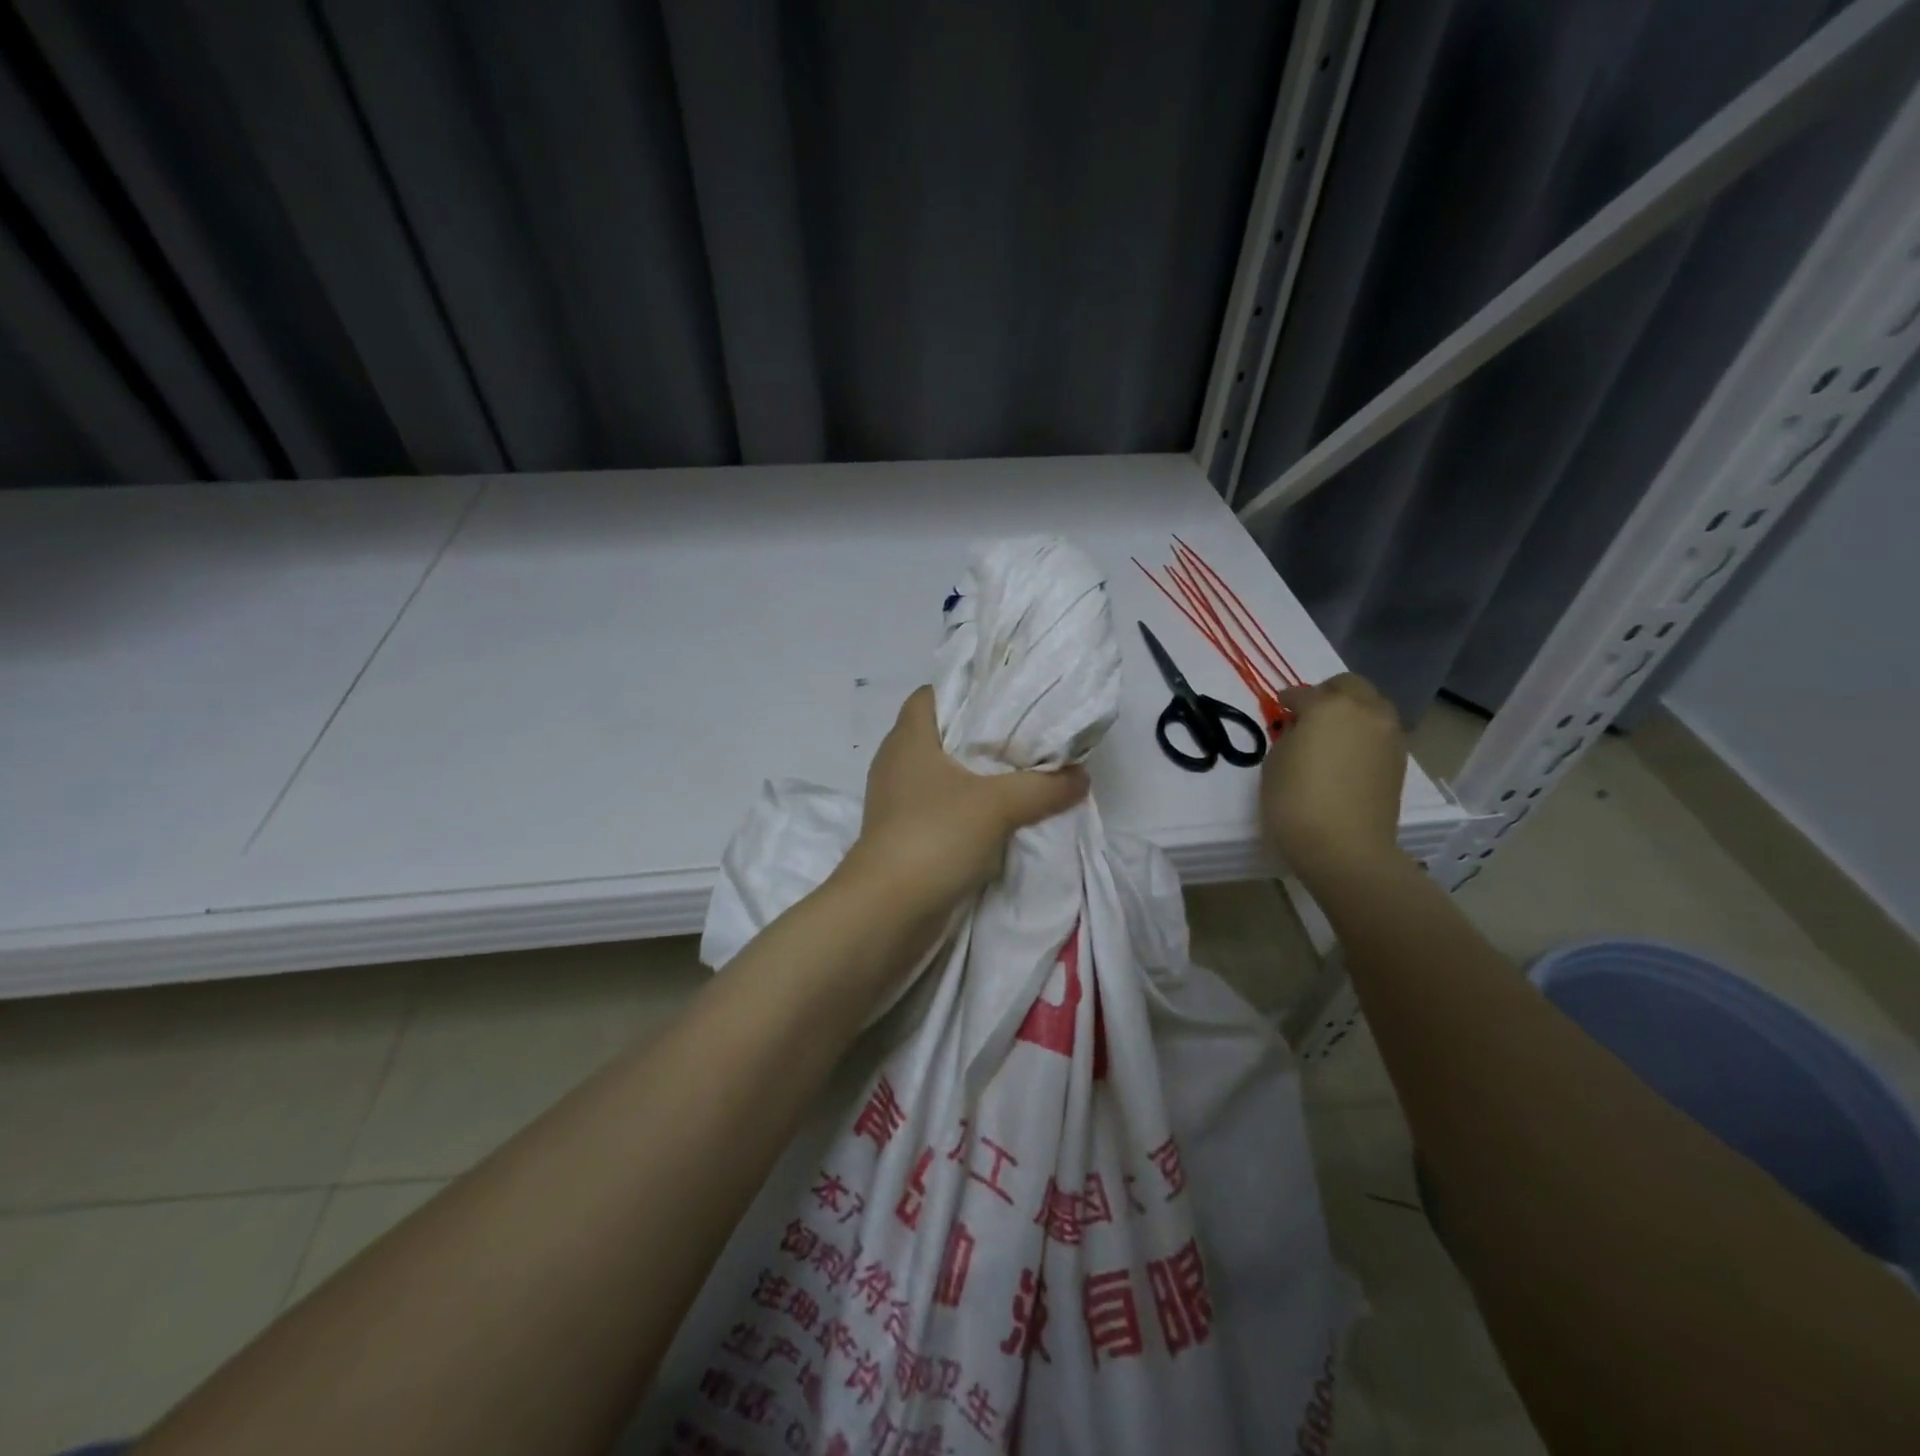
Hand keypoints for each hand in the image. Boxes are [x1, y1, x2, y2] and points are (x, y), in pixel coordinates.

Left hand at [845, 687, 1089, 912]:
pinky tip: (1000, 817)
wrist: (887, 912)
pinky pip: (941, 806)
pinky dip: (968, 807)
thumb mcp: (999, 805)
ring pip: (943, 773)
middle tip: (1027, 736)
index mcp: (908, 738)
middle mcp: (897, 762)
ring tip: (1021, 775)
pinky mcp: (902, 833)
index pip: (932, 694)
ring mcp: (896, 800)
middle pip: (942, 733)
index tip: (1007, 698)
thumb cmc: (935, 837)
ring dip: (978, 775)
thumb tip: (1080, 775)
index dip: (967, 689)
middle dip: (983, 734)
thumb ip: (1044, 786)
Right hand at [1261, 673, 1407, 883]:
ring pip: (1372, 706)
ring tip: (1331, 735)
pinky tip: (1347, 754)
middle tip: (1309, 714)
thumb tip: (1303, 730)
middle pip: (1349, 685)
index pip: (1302, 693)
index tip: (1279, 709)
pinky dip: (1364, 733)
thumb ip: (1290, 735)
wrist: (1344, 847)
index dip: (1287, 700)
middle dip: (1327, 693)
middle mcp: (1365, 711)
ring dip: (1351, 711)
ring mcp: (1388, 734)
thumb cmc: (1296, 801)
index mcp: (1329, 706)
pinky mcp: (1399, 759)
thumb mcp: (1276, 762)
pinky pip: (1380, 731)